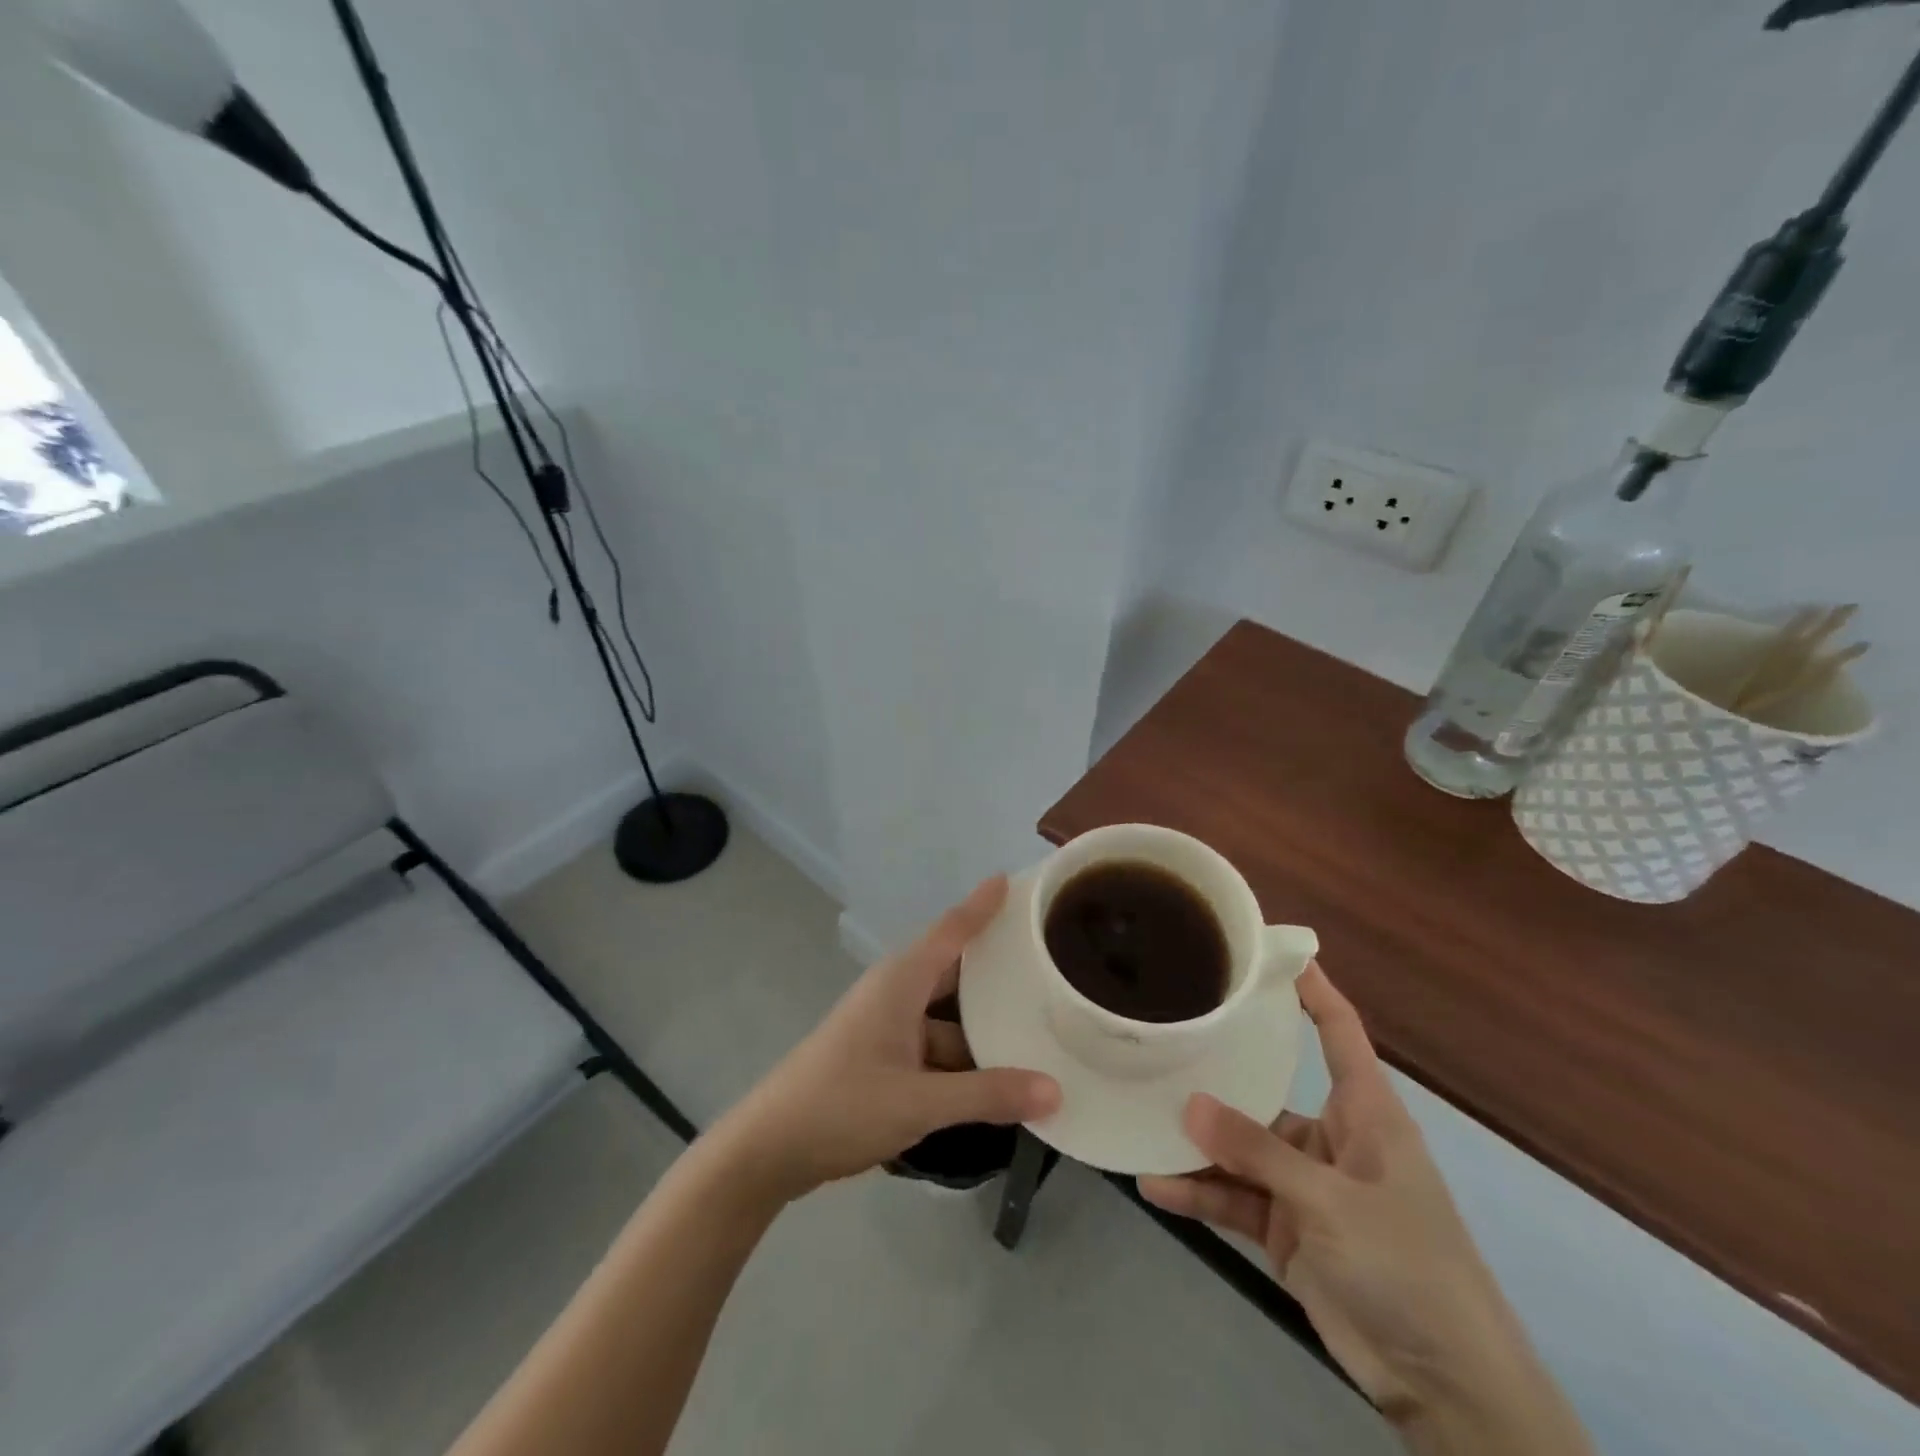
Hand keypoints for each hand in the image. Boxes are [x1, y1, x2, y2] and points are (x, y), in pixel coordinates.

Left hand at [708, 876, 1059, 1207]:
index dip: (983, 904)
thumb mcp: (920, 1102)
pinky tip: (997, 1078)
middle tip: (1049, 961)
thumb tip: (1056, 1090)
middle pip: (955, 971)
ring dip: (983, 1023)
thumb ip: (987, 1095)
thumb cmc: (841, 1107)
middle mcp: (896, 993)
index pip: (952, 929)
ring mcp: (887, 1026)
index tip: (1014, 880)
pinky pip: (935, 1044)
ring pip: (948, 1015)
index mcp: (901, 981)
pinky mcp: (883, 1056)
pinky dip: (963, 1057)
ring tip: (1039, 1027)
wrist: (769, 1149)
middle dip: (997, 968)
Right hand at [1138, 967, 1590, 1454]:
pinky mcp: (1287, 1229)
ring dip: (1197, 1142)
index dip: (1312, 989)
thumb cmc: (1408, 1267)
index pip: (1339, 1032)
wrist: (1445, 1387)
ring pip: (1241, 1148)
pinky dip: (1199, 1193)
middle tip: (1164, 1038)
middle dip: (1219, 1072)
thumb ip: (1258, 1153)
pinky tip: (1154, 1184)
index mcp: (1366, 1114)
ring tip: (1141, 1115)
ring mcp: (1306, 1186)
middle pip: (1267, 1090)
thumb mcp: (1332, 1203)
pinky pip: (1234, 1197)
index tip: (1271, 951)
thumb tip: (1188, 1106)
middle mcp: (1332, 1139)